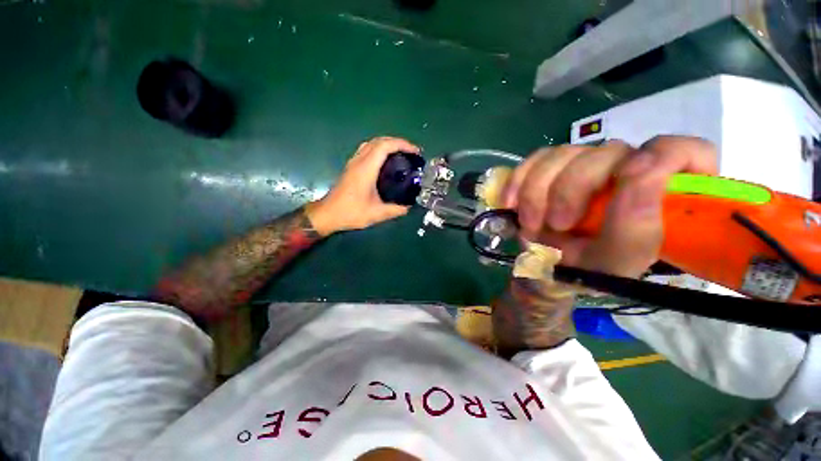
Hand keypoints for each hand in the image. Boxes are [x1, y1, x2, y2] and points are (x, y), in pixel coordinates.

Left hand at [306, 136, 420, 235]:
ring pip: (371, 143)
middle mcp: (359, 161)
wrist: (328, 214)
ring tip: (400, 154)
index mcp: (366, 169)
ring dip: (387, 144)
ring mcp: (353, 162)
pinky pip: (367, 150)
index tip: (415, 152)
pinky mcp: (351, 167)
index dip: (402, 144)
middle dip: (397, 142)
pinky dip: (379, 149)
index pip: (385, 146)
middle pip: (379, 141)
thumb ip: (395, 210)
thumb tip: (409, 207)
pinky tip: (385, 162)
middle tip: (411, 153)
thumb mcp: (377, 214)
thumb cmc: (351, 213)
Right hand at [502, 136, 717, 277]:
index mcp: (659, 193)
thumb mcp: (617, 261)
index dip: (667, 156)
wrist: (547, 268)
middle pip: (605, 152)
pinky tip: (510, 204)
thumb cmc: (589, 269)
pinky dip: (518, 182)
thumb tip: (639, 168)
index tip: (630, 180)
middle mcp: (624, 169)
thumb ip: (636, 226)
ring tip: (531, 224)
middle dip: (571, 189)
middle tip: (556, 225)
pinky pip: (533, 160)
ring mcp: (583, 164)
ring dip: (537, 192)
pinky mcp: (550, 168)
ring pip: (562, 154)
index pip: (688, 151)